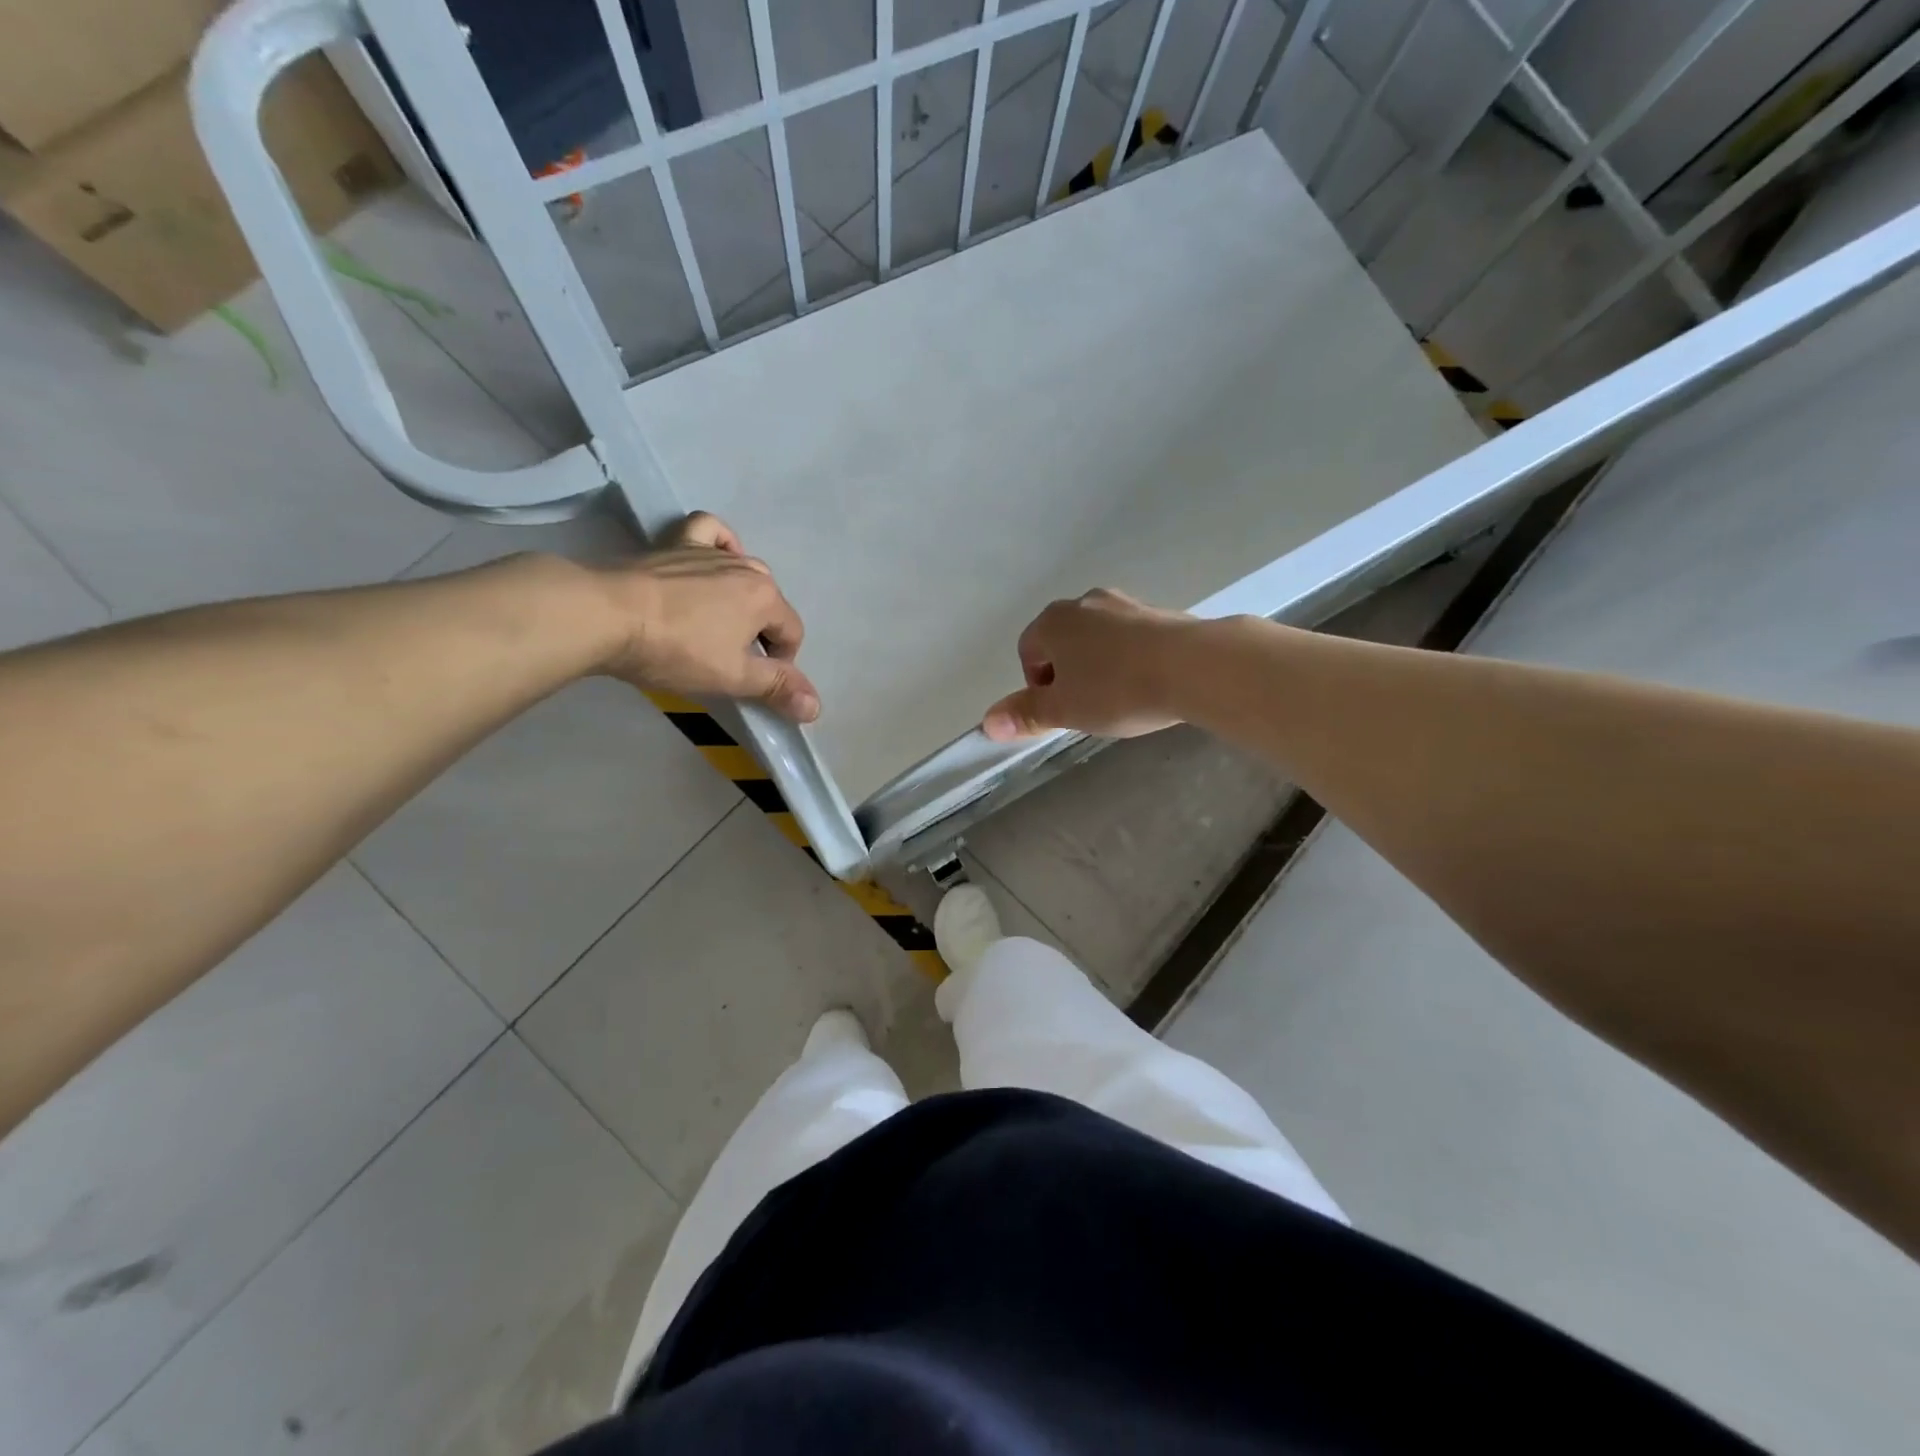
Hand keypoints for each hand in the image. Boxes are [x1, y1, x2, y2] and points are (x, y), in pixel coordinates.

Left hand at [596, 512, 819, 722]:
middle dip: (761, 633)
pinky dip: (720, 542)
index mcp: (766, 598)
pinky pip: (710, 531)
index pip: (792, 634)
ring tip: (718, 623)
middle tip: (731, 660)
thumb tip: (817, 706)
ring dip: (742, 598)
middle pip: (770, 604)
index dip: (780, 664)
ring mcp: (710, 551)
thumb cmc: (677, 650)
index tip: (752, 683)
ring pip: (743, 571)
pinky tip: (716, 556)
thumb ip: (778, 688)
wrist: (605, 614)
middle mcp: (746, 567)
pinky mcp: (676, 544)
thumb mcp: (732, 677)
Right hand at [983, 588, 1198, 740]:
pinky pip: (1130, 638)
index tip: (1061, 711)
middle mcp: (1084, 602)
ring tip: (1120, 697)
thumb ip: (1025, 714)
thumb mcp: (1064, 710)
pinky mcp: (1158, 612)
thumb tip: (987, 723)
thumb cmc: (1117, 689)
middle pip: (1062, 642)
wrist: (1194, 666)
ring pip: (1097, 639)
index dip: (1037, 686)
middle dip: (1068, 674)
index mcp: (1053, 622)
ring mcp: (1124, 603)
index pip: (1028, 652)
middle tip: (1087, 707)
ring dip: (1099, 666)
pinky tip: (1147, 683)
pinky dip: (1129, 659)